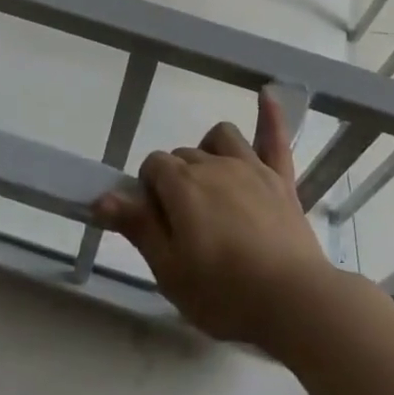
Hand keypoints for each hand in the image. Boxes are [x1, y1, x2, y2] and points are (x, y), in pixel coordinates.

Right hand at [94, 90, 342, 349]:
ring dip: (209, 151)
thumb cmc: (224, 292)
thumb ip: (138, 226)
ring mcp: (251, 167)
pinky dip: (270, 115)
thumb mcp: (169, 270)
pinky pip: (275, 138)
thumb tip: (101, 197)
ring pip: (221, 138)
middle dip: (176, 180)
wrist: (292, 300)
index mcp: (183, 185)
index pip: (152, 166)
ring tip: (210, 185)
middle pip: (184, 156)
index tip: (156, 224)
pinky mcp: (280, 178)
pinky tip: (266, 94)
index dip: (148, 192)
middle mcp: (214, 164)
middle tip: (184, 226)